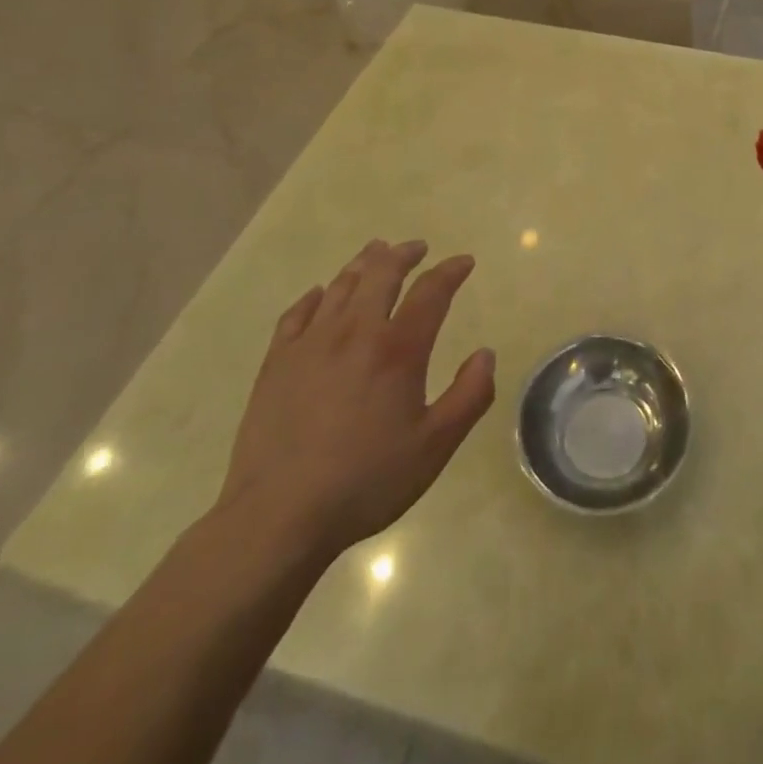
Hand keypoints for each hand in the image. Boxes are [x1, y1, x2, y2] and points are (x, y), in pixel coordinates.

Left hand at [213, 239, 494, 566]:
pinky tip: (320, 295)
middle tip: (417, 248)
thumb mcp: (436, 446)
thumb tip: (485, 354)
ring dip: (364, 263)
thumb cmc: (366, 481)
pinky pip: (298, 312)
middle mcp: (355, 332)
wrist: (278, 516)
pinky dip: (316, 296)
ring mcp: (310, 343)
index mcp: (398, 349)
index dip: (451, 271)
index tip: (464, 262)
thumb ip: (470, 396)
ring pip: (341, 285)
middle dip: (404, 253)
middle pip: (381, 273)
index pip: (431, 291)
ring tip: (376, 253)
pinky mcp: (277, 362)